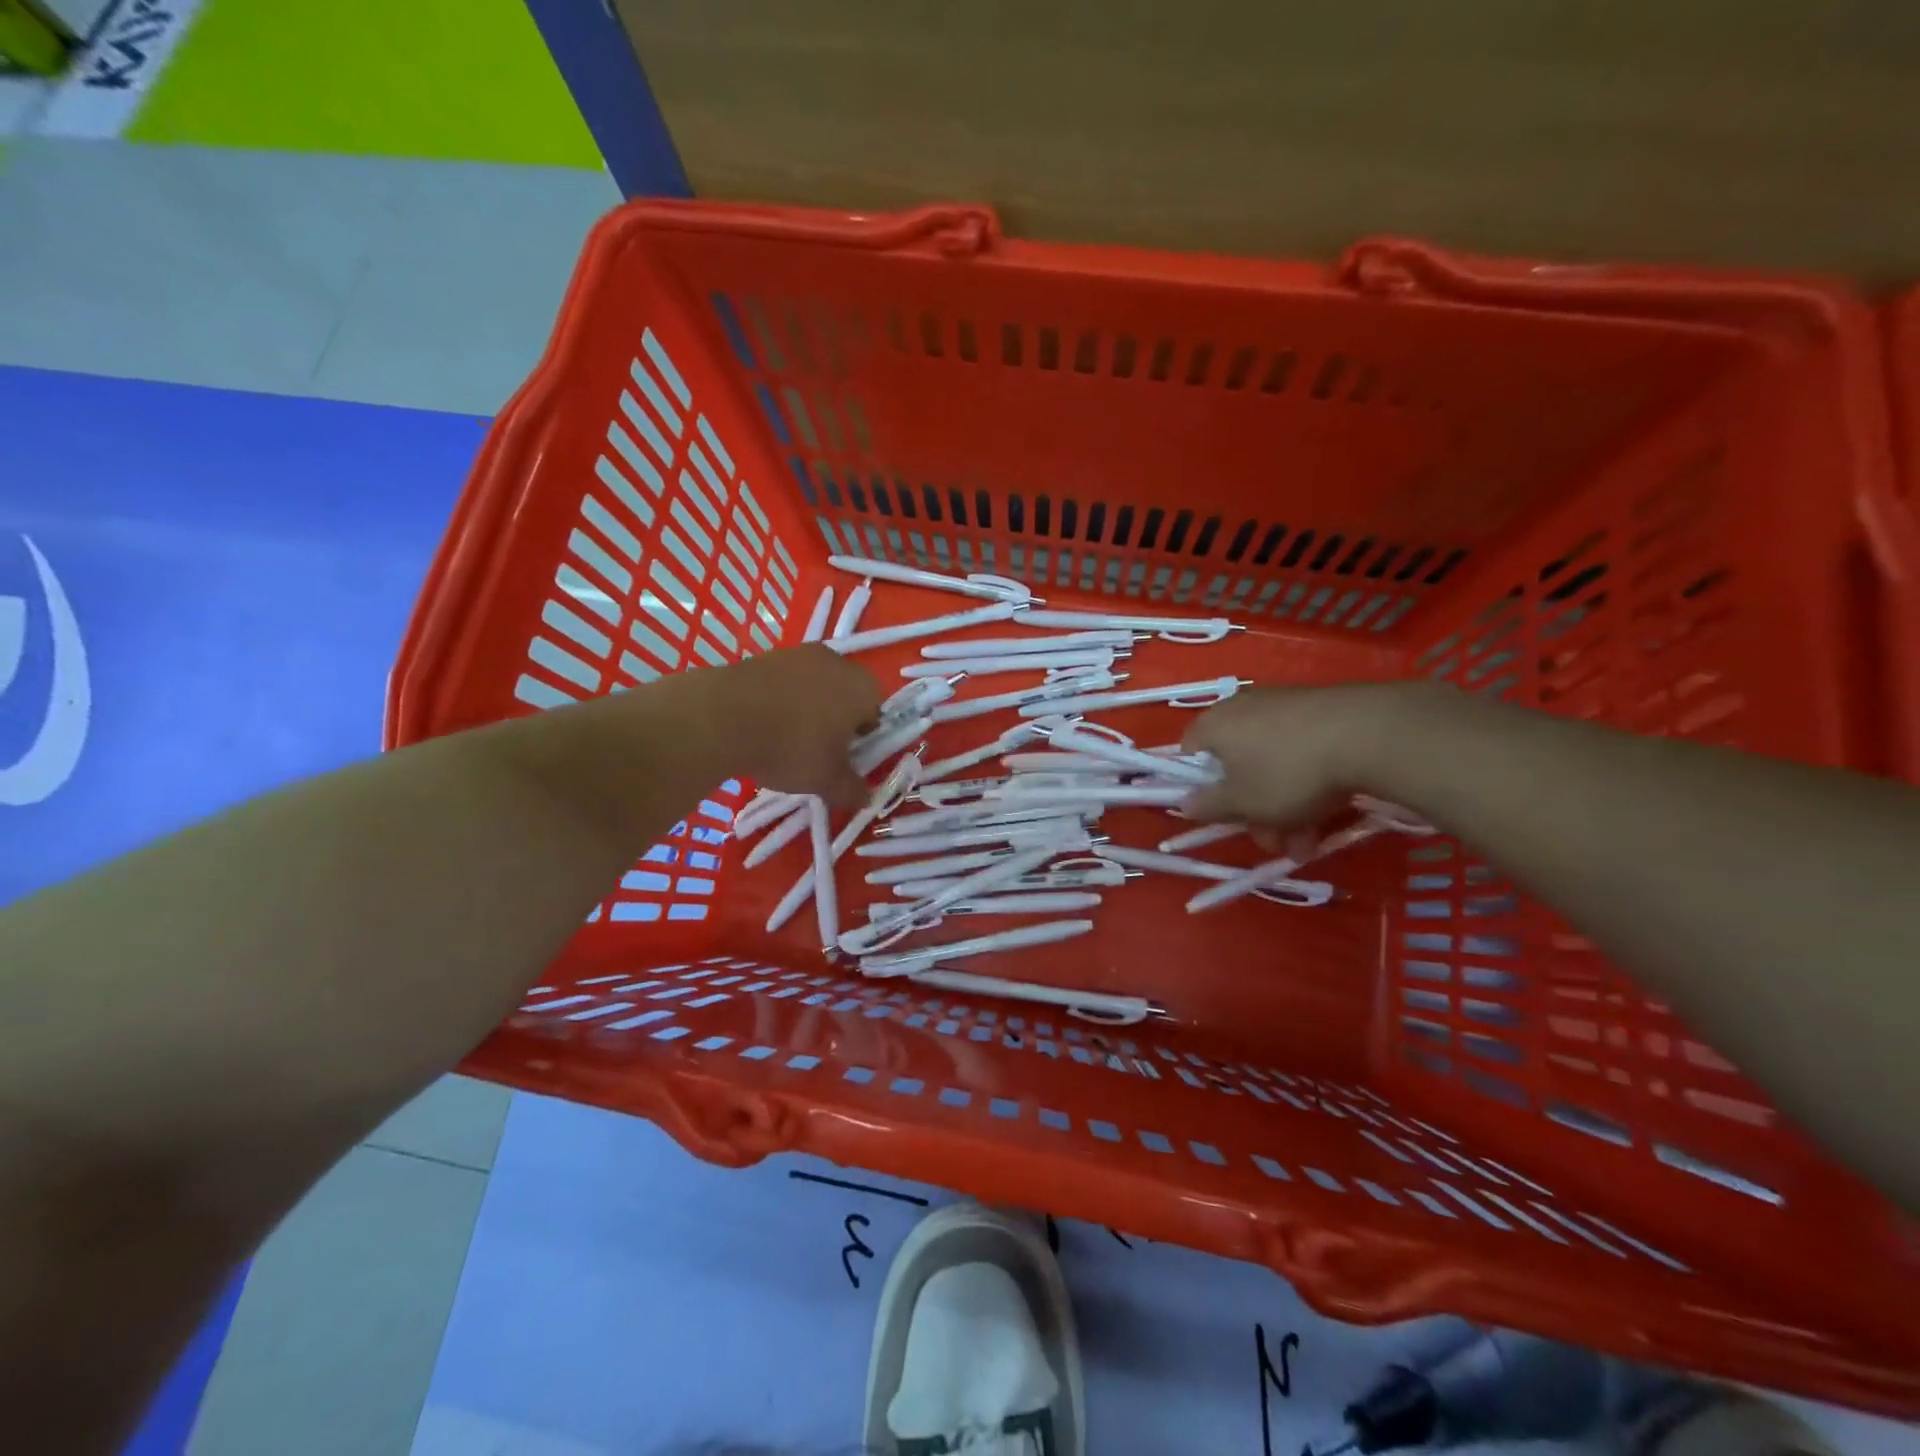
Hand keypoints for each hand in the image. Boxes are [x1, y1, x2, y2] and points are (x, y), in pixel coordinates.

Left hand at [703, 645, 880, 807]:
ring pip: (813, 686)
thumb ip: (851, 789)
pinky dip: (778, 699)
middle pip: (845, 694)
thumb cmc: (793, 747)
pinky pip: (783, 682)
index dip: (862, 737)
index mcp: (862, 688)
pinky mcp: (765, 655)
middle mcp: (837, 662)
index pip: (875, 712)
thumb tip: (865, 798)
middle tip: (817, 749)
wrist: (725, 717)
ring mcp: (798, 654)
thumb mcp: (827, 781)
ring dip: (805, 708)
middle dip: (835, 719)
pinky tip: (761, 723)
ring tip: (785, 737)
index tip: (843, 757)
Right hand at [1181, 684, 1394, 826]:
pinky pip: (1300, 750)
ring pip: (1272, 765)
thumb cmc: (1288, 772)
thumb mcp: (1243, 803)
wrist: (1368, 733)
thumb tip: (1184, 803)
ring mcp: (1283, 705)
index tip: (1225, 815)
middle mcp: (1242, 708)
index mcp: (1213, 725)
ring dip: (1284, 807)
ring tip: (1310, 842)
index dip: (1202, 788)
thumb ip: (1209, 806)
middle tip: (1276, 843)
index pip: (1190, 754)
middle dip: (1255, 812)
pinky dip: (1307, 782)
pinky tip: (1330, 812)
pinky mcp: (1319, 709)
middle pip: (1236, 766)